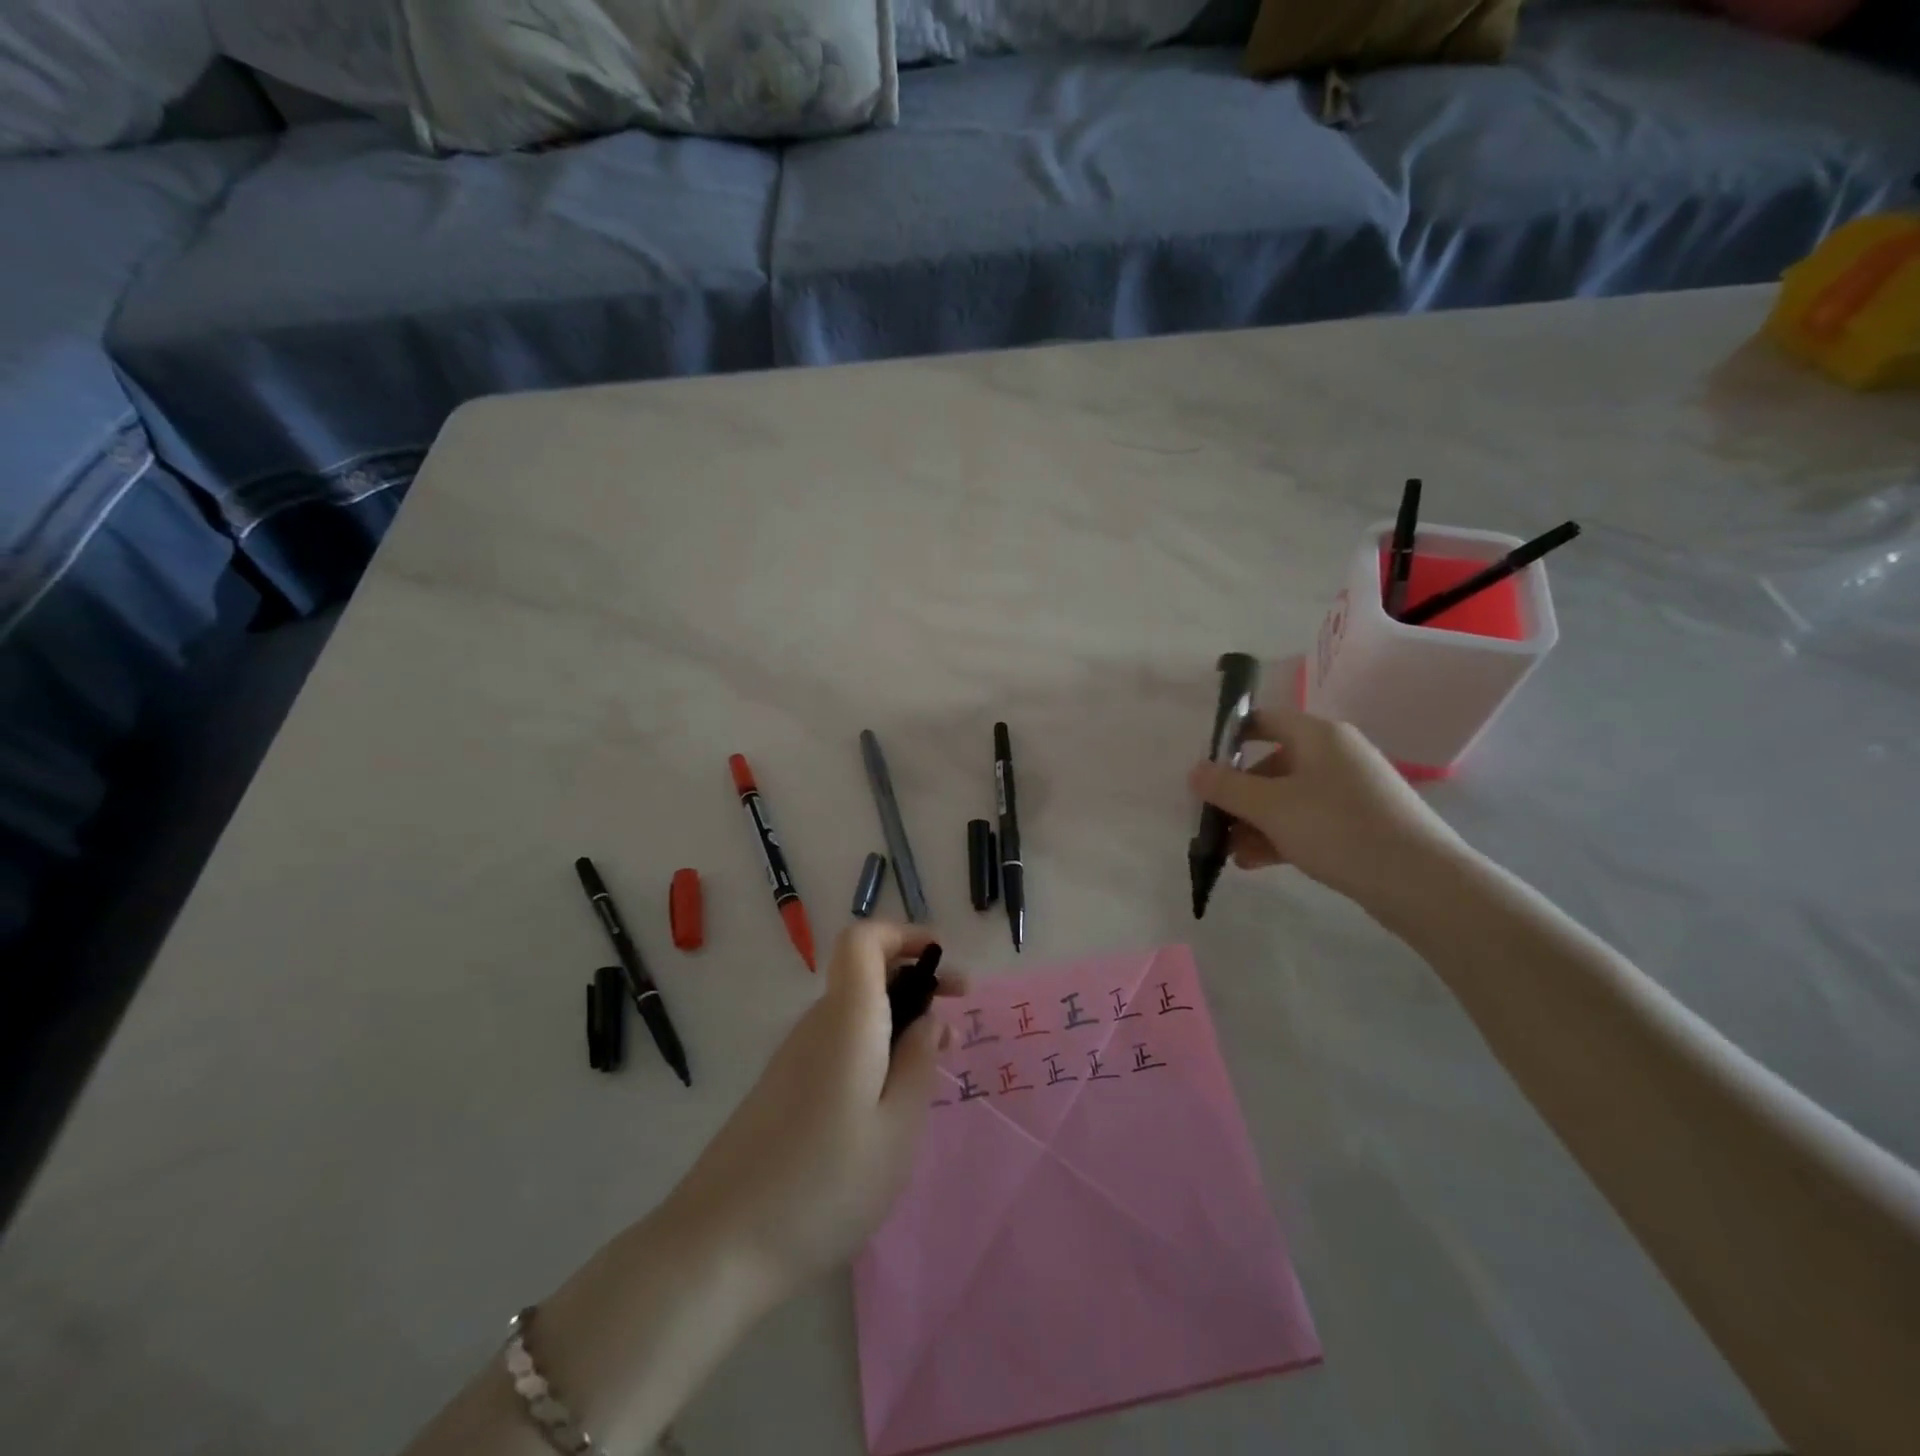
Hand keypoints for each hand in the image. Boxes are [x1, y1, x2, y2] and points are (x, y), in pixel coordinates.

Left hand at [665, 921, 965, 1290]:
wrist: (718, 1246)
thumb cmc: (824, 1184)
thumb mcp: (897, 1129)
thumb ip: (919, 1063)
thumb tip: (929, 1019)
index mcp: (847, 1020)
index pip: (863, 939)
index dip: (904, 935)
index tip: (943, 962)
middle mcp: (817, 1025)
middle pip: (864, 973)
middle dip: (915, 982)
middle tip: (957, 1021)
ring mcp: (795, 1057)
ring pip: (855, 1012)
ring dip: (898, 1020)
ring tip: (934, 1063)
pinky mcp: (783, 1088)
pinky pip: (838, 1043)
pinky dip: (873, 1048)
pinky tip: (889, 1098)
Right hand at [1188, 701, 1465, 907]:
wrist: (1420, 883)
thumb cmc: (1338, 828)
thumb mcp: (1270, 807)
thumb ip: (1226, 787)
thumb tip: (1195, 771)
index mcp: (1318, 736)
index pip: (1264, 720)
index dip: (1230, 738)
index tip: (1203, 767)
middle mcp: (1335, 755)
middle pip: (1272, 764)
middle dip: (1238, 794)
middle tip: (1212, 821)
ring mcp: (1350, 791)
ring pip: (1288, 798)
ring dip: (1255, 821)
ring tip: (1230, 852)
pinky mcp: (1359, 824)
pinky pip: (1307, 821)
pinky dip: (1280, 836)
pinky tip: (1255, 862)